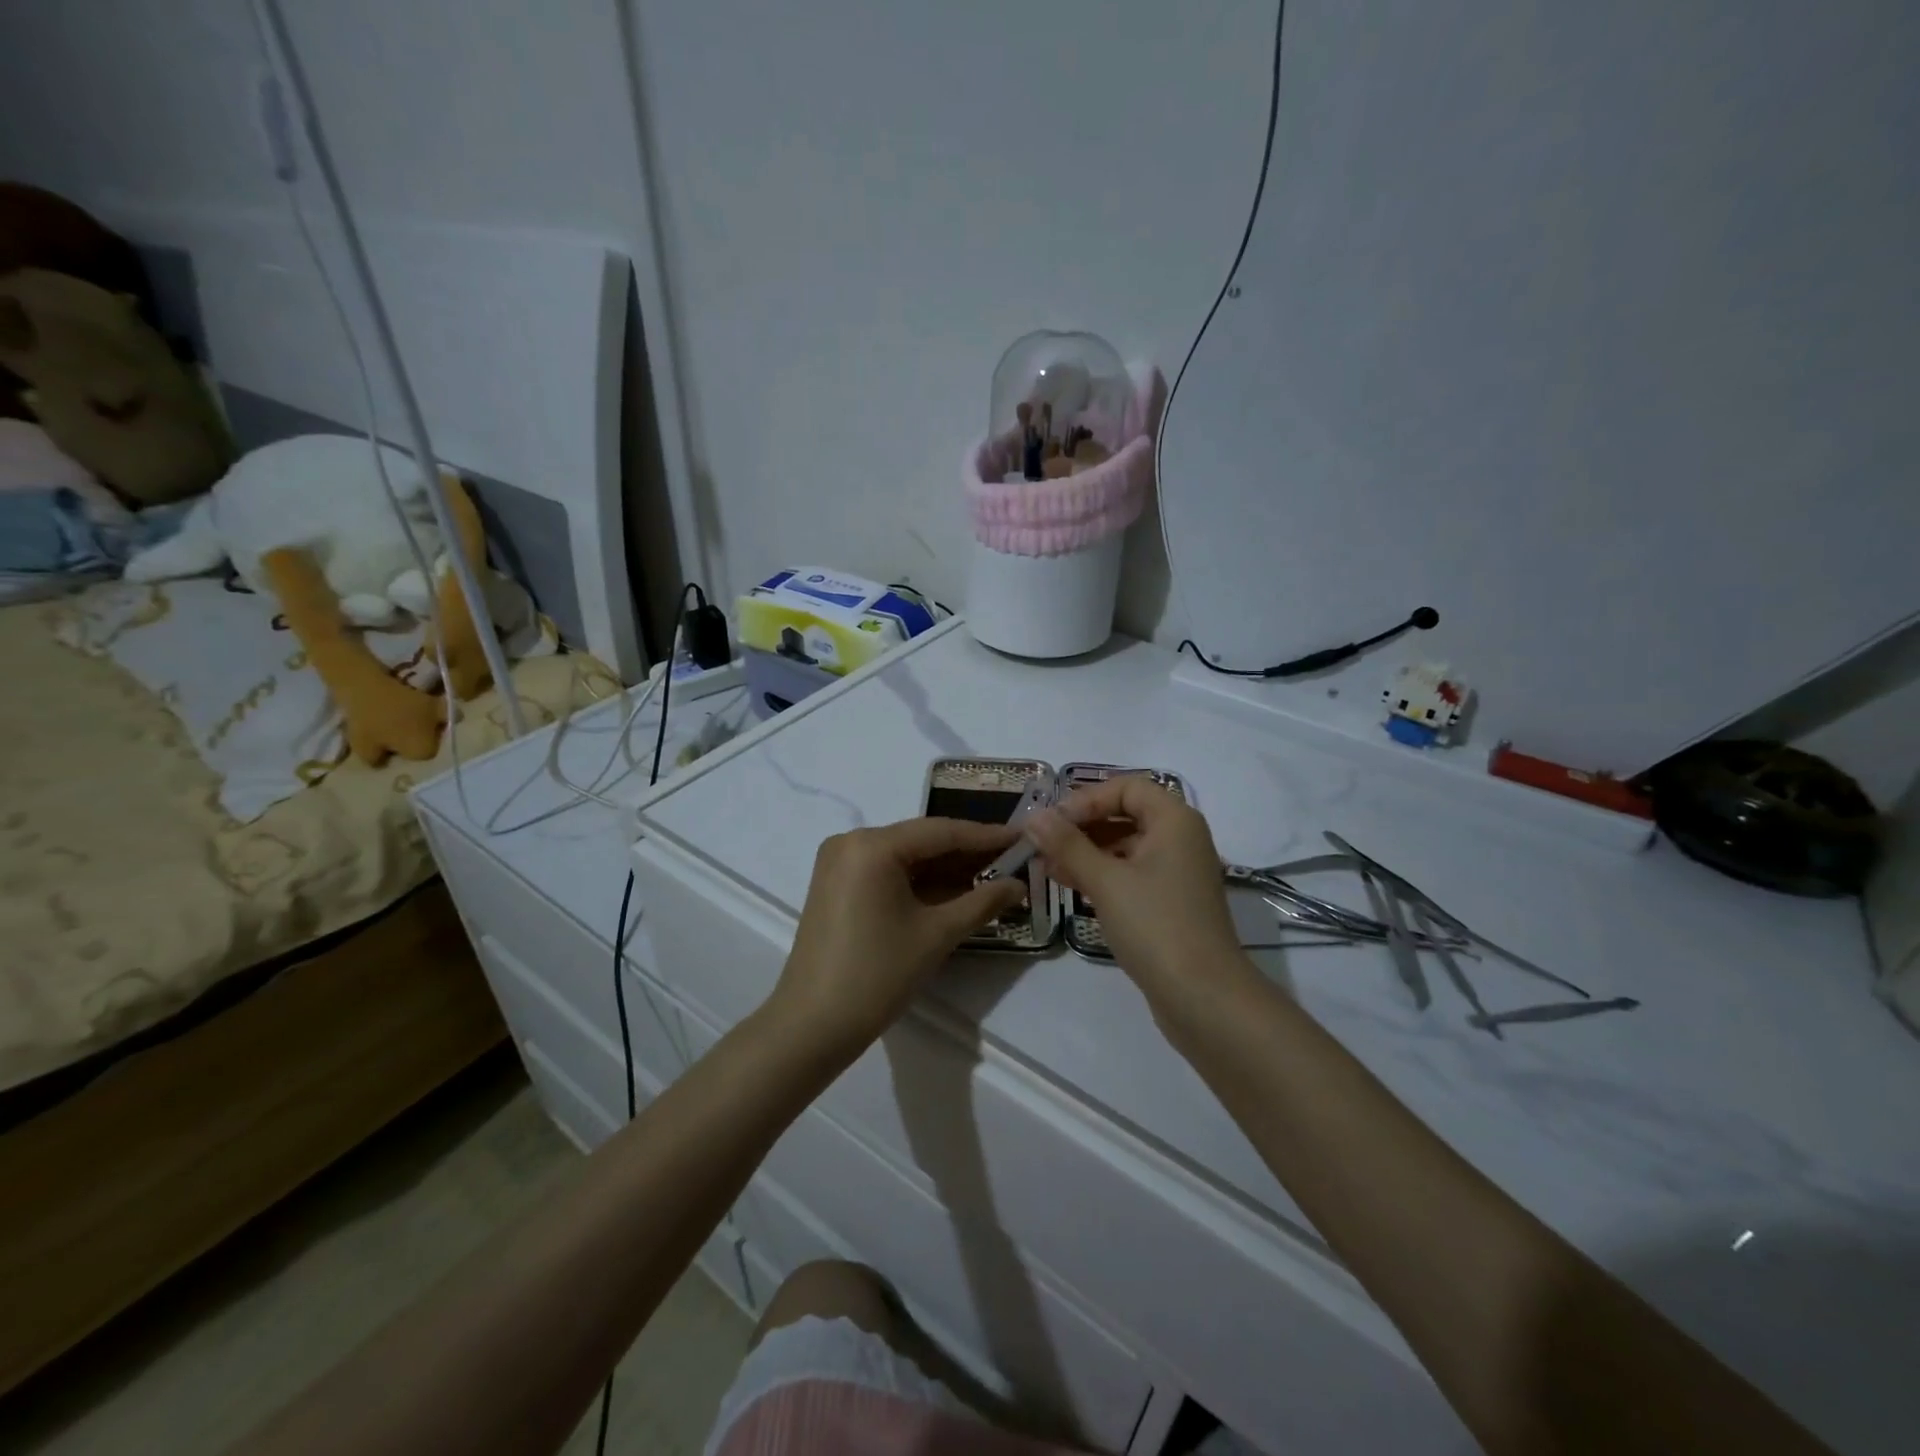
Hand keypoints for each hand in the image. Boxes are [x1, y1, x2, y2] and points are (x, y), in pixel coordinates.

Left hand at [771, 818, 1028, 1054]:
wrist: (812, 1026)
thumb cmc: (877, 975)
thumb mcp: (936, 935)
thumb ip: (982, 902)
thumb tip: (1019, 885)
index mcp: (872, 845)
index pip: (941, 832)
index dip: (987, 835)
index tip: (1025, 837)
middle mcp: (852, 841)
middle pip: (922, 841)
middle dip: (968, 853)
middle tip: (1015, 859)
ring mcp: (840, 863)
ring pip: (906, 857)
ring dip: (947, 869)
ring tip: (995, 874)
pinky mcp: (837, 885)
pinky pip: (888, 873)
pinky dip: (921, 882)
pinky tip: (957, 890)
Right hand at [1026, 777, 1246, 1004]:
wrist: (1204, 997)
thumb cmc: (1155, 925)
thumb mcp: (1105, 881)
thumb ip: (1067, 844)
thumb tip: (1034, 816)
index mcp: (1175, 821)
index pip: (1127, 787)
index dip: (1087, 798)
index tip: (1053, 822)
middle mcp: (1181, 839)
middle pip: (1125, 815)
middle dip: (1082, 826)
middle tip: (1043, 843)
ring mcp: (1178, 873)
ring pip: (1125, 846)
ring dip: (1086, 851)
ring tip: (1047, 867)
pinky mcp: (1171, 903)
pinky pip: (1131, 873)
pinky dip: (1102, 874)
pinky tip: (1069, 886)